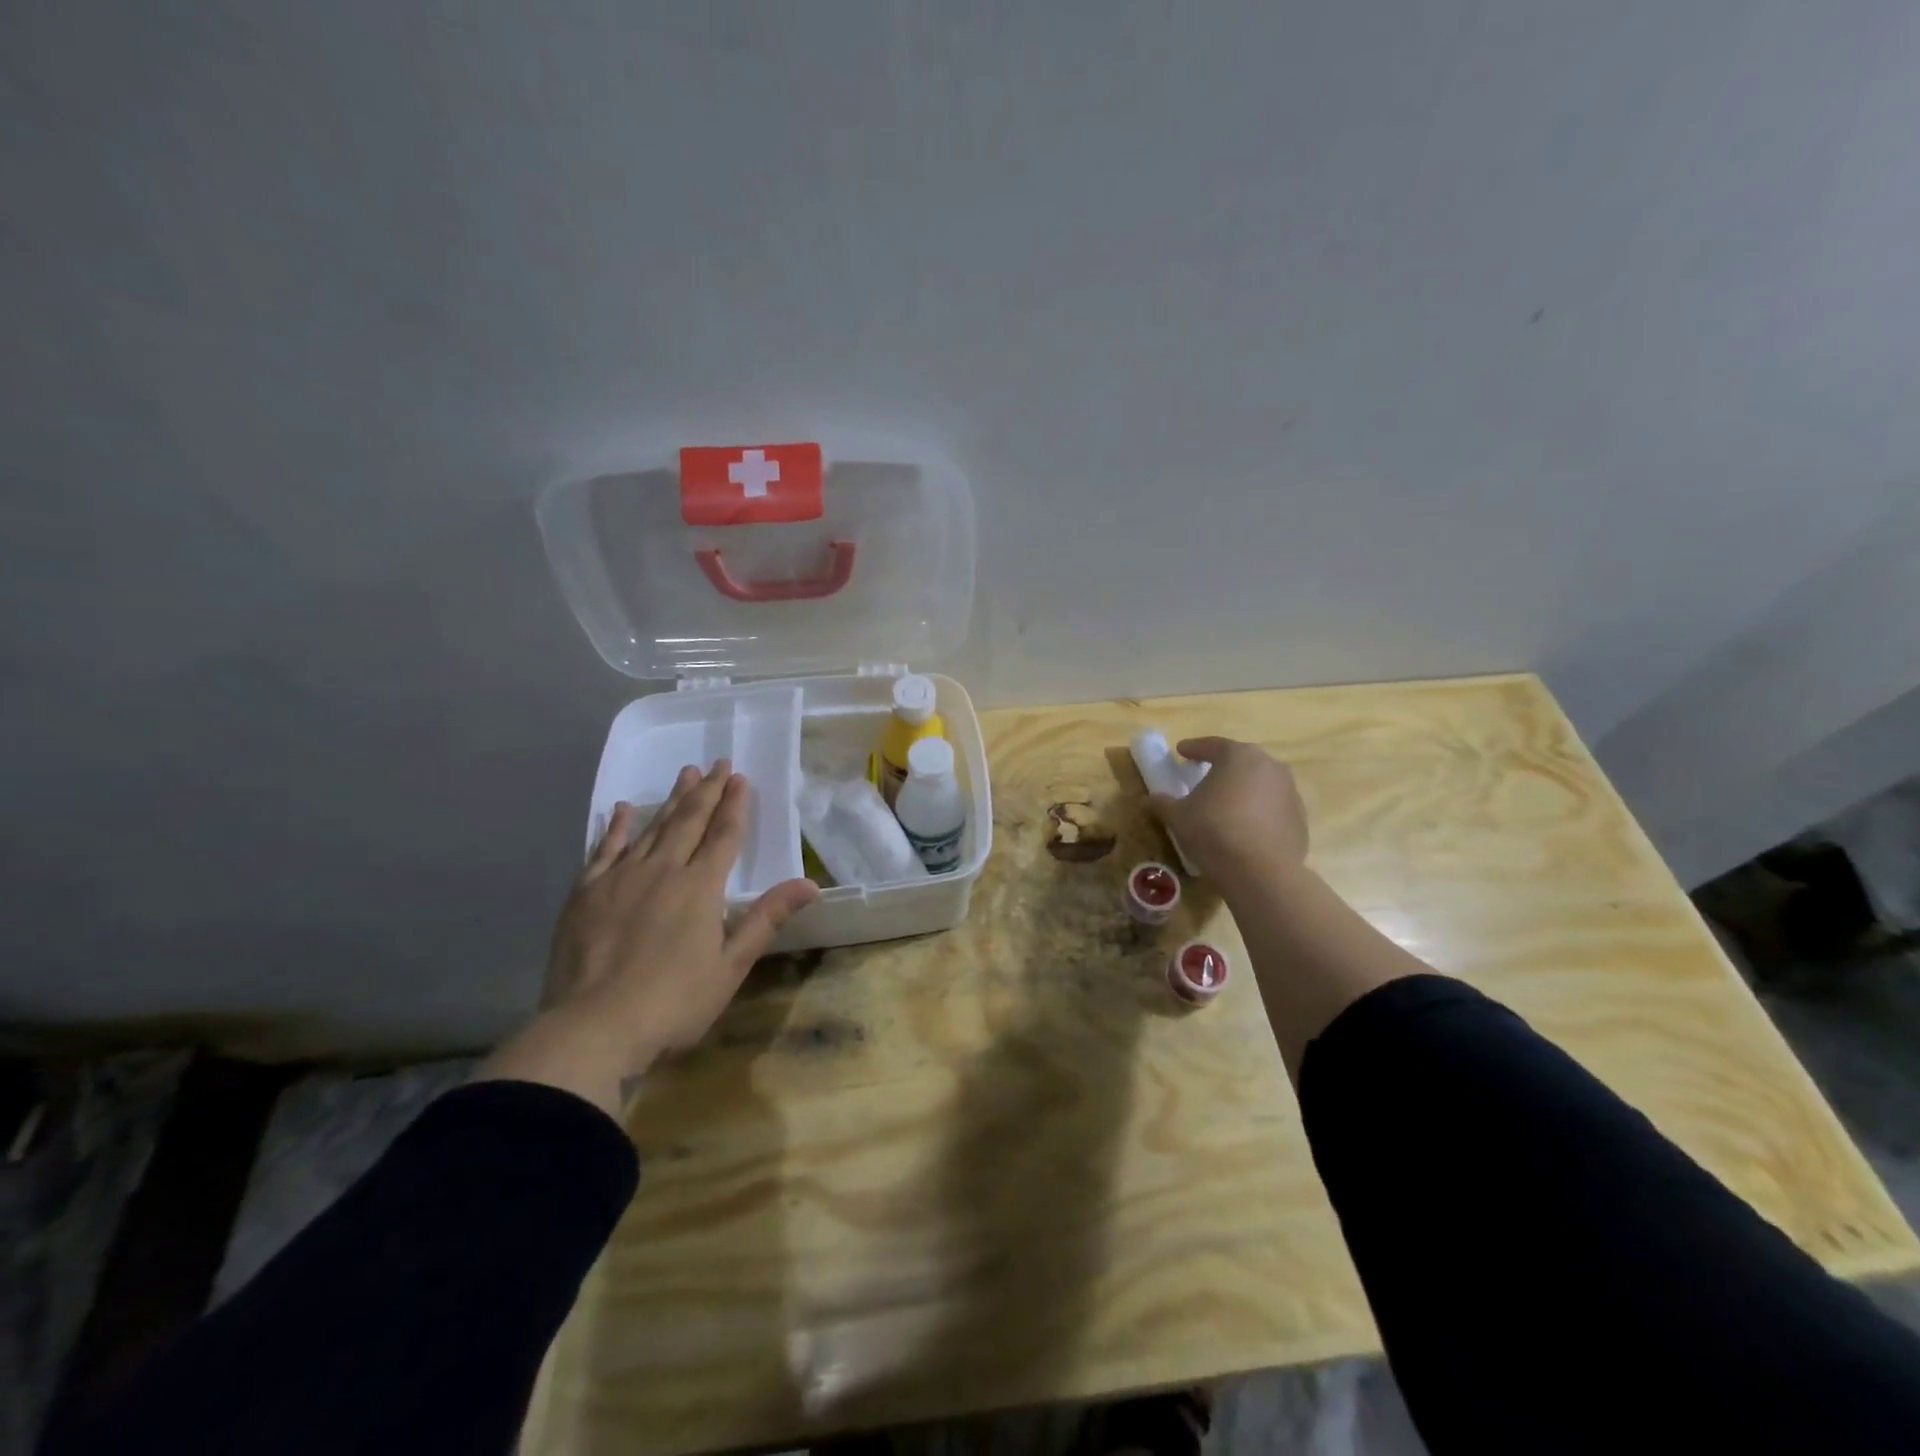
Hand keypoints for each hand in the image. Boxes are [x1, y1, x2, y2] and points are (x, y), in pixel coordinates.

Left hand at [478, 761, 818, 1115]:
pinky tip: (623, 809)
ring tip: (686, 775)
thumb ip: (766, 918)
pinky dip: (617, 827)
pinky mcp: (586, 893)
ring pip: (652, 828)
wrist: (594, 1028)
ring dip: (671, 800)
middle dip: (707, 792)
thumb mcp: (731, 965)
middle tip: (718, 763)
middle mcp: (663, 870)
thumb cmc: (674, 1002)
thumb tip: (809, 884)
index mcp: (700, 887)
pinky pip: (604, 849)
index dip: (735, 806)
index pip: (723, 836)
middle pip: (689, 821)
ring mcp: (620, 878)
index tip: (741, 778)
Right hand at [1148, 737, 1308, 887]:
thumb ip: (1163, 803)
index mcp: (1238, 756)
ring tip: (1226, 804)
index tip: (1181, 752)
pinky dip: (1258, 811)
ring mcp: (1289, 792)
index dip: (1193, 748)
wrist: (1261, 872)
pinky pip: (1273, 807)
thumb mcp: (1178, 816)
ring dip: (1243, 789)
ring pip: (1260, 783)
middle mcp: (1269, 766)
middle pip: (1240, 760)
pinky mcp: (1299, 818)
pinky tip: (1245, 827)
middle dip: (1222, 766)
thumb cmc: (1214, 832)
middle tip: (1204, 775)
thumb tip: (1149, 799)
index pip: (1212, 745)